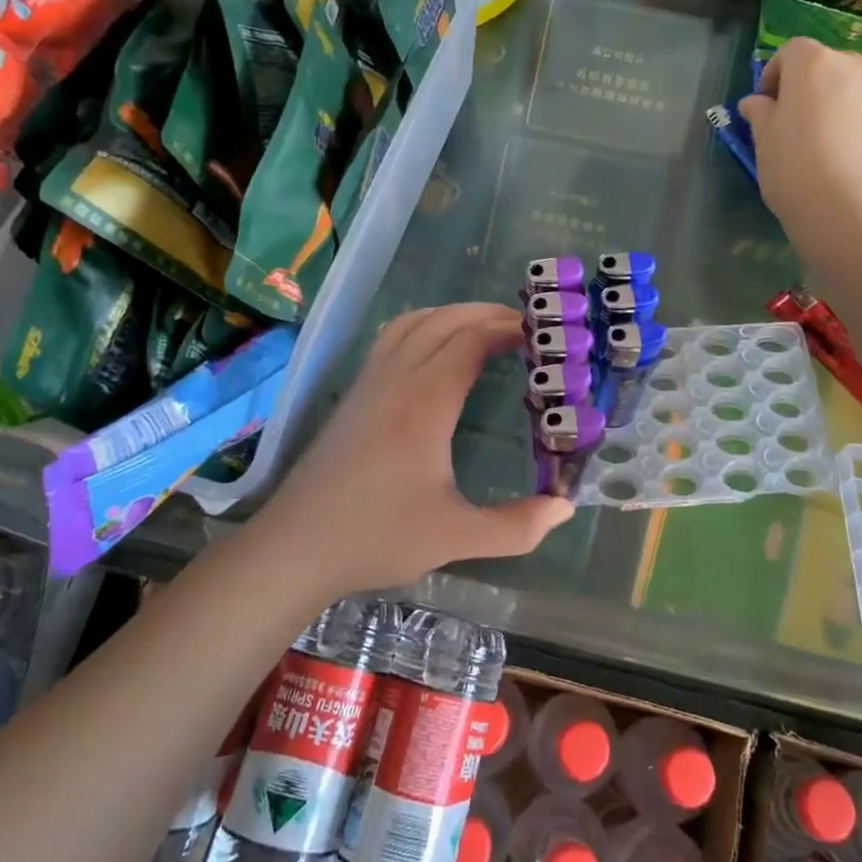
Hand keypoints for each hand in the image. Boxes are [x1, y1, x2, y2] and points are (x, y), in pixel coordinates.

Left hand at [251, 303, 574, 599]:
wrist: (296, 546)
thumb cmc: (378, 537)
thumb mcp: (455, 538)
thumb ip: (516, 526)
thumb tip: (565, 507)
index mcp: (425, 401)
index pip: (470, 341)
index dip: (506, 329)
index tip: (540, 334)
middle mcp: (396, 378)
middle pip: (444, 321)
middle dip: (486, 314)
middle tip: (524, 326)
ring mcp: (369, 382)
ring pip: (413, 323)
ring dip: (452, 315)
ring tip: (485, 329)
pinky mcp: (354, 395)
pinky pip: (392, 339)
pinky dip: (423, 327)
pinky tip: (434, 351)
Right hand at [737, 39, 861, 238]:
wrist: (855, 215)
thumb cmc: (796, 170)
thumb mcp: (764, 141)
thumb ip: (760, 113)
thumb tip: (757, 102)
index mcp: (816, 63)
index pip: (791, 52)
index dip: (774, 75)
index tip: (764, 106)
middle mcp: (856, 67)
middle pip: (825, 67)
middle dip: (806, 89)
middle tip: (790, 126)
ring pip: (850, 91)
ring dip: (832, 107)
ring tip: (819, 147)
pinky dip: (854, 126)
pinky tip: (843, 161)